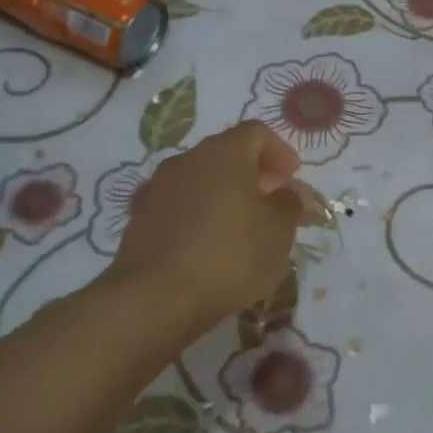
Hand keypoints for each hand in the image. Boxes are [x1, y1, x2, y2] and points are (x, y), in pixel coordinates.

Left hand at [108, 121, 305, 333]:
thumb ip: (291, 203)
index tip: (293, 177)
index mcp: (224, 152)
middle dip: (255, 175)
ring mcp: (158, 188)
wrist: (154, 299)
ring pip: (202, 180)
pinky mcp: (140, 219)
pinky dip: (200, 216)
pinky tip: (210, 247)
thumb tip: (290, 192)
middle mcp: (188, 159)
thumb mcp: (278, 230)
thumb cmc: (229, 255)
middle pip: (227, 154)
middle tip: (273, 204)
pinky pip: (181, 206)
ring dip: (226, 196)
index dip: (280, 151)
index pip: (256, 133)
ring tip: (243, 230)